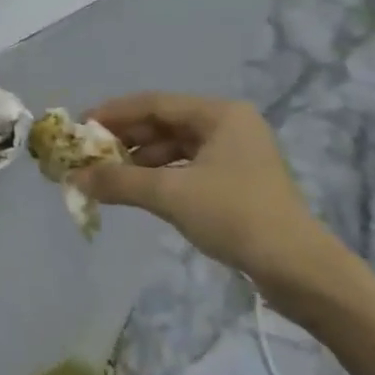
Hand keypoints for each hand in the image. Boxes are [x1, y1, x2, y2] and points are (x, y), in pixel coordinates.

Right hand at [75, 93, 341, 296]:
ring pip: (174, 147)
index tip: (81, 126)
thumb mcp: (170, 194)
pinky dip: (160, 176)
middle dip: (125, 139)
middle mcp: (229, 125)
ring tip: (108, 176)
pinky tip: (138, 190)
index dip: (114, 113)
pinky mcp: (237, 181)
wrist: (300, 271)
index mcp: (220, 113)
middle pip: (164, 123)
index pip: (154, 103)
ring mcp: (236, 153)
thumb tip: (74, 177)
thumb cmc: (235, 216)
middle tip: (90, 153)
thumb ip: (119, 181)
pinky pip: (187, 167)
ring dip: (140, 160)